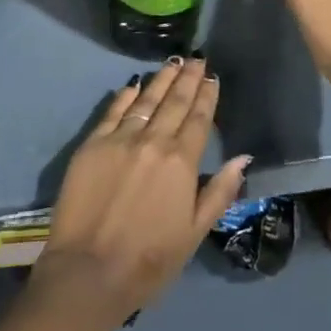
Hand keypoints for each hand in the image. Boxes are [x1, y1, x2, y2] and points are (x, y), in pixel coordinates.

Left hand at [32, 58, 251, 330]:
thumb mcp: (194, 233)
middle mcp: (153, 141)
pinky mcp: (93, 144)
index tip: (212, 77)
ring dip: (161, 79)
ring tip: (173, 62)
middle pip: (174, 102)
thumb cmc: (149, 261)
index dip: (207, 96)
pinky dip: (126, 96)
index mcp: (181, 162)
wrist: (88, 272)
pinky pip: (113, 111)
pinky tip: (134, 84)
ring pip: (146, 100)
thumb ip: (219, 192)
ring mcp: (120, 139)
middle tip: (197, 59)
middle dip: (188, 79)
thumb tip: (242, 158)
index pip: (198, 120)